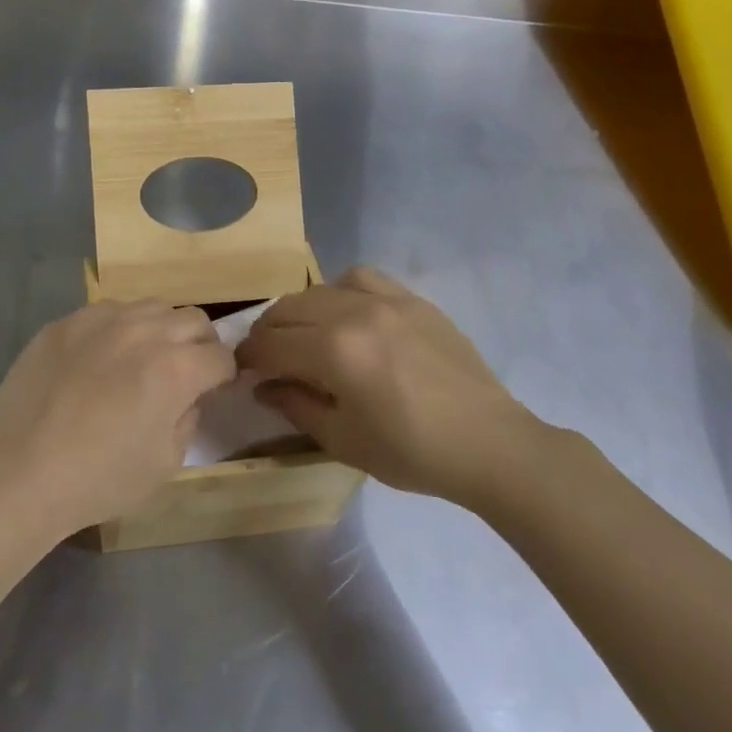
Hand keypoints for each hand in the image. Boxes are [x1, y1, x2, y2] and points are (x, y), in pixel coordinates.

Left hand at [0, 300, 233, 537]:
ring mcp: (100, 320)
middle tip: (185, 371)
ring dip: (161, 328)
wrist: (20, 471)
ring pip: (151, 306)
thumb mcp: (164, 463)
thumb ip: (187, 419)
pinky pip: (107, 311)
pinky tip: (101, 357)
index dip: (223, 375)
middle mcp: (143, 331)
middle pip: (193, 319)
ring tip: (143, 357)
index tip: (214, 389)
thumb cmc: (99, 478)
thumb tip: (187, 397)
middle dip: (200, 344)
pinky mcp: (66, 321)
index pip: (221, 356)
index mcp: (175, 368)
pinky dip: (119, 328)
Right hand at [236, 266, 545, 509]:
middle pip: (288, 309)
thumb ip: (295, 406)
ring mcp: (386, 300)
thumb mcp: (343, 440)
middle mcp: (354, 312)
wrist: (489, 444)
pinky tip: (348, 314)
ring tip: (306, 334)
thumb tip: (263, 386)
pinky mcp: (412, 299)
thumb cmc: (412, 452)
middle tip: (267, 357)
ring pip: (320, 288)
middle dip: (268, 332)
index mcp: (333, 351)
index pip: (270, 343)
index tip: (242, 370)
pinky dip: (341, 291)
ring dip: (301, 310)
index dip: (248, 357)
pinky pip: (362, 278)